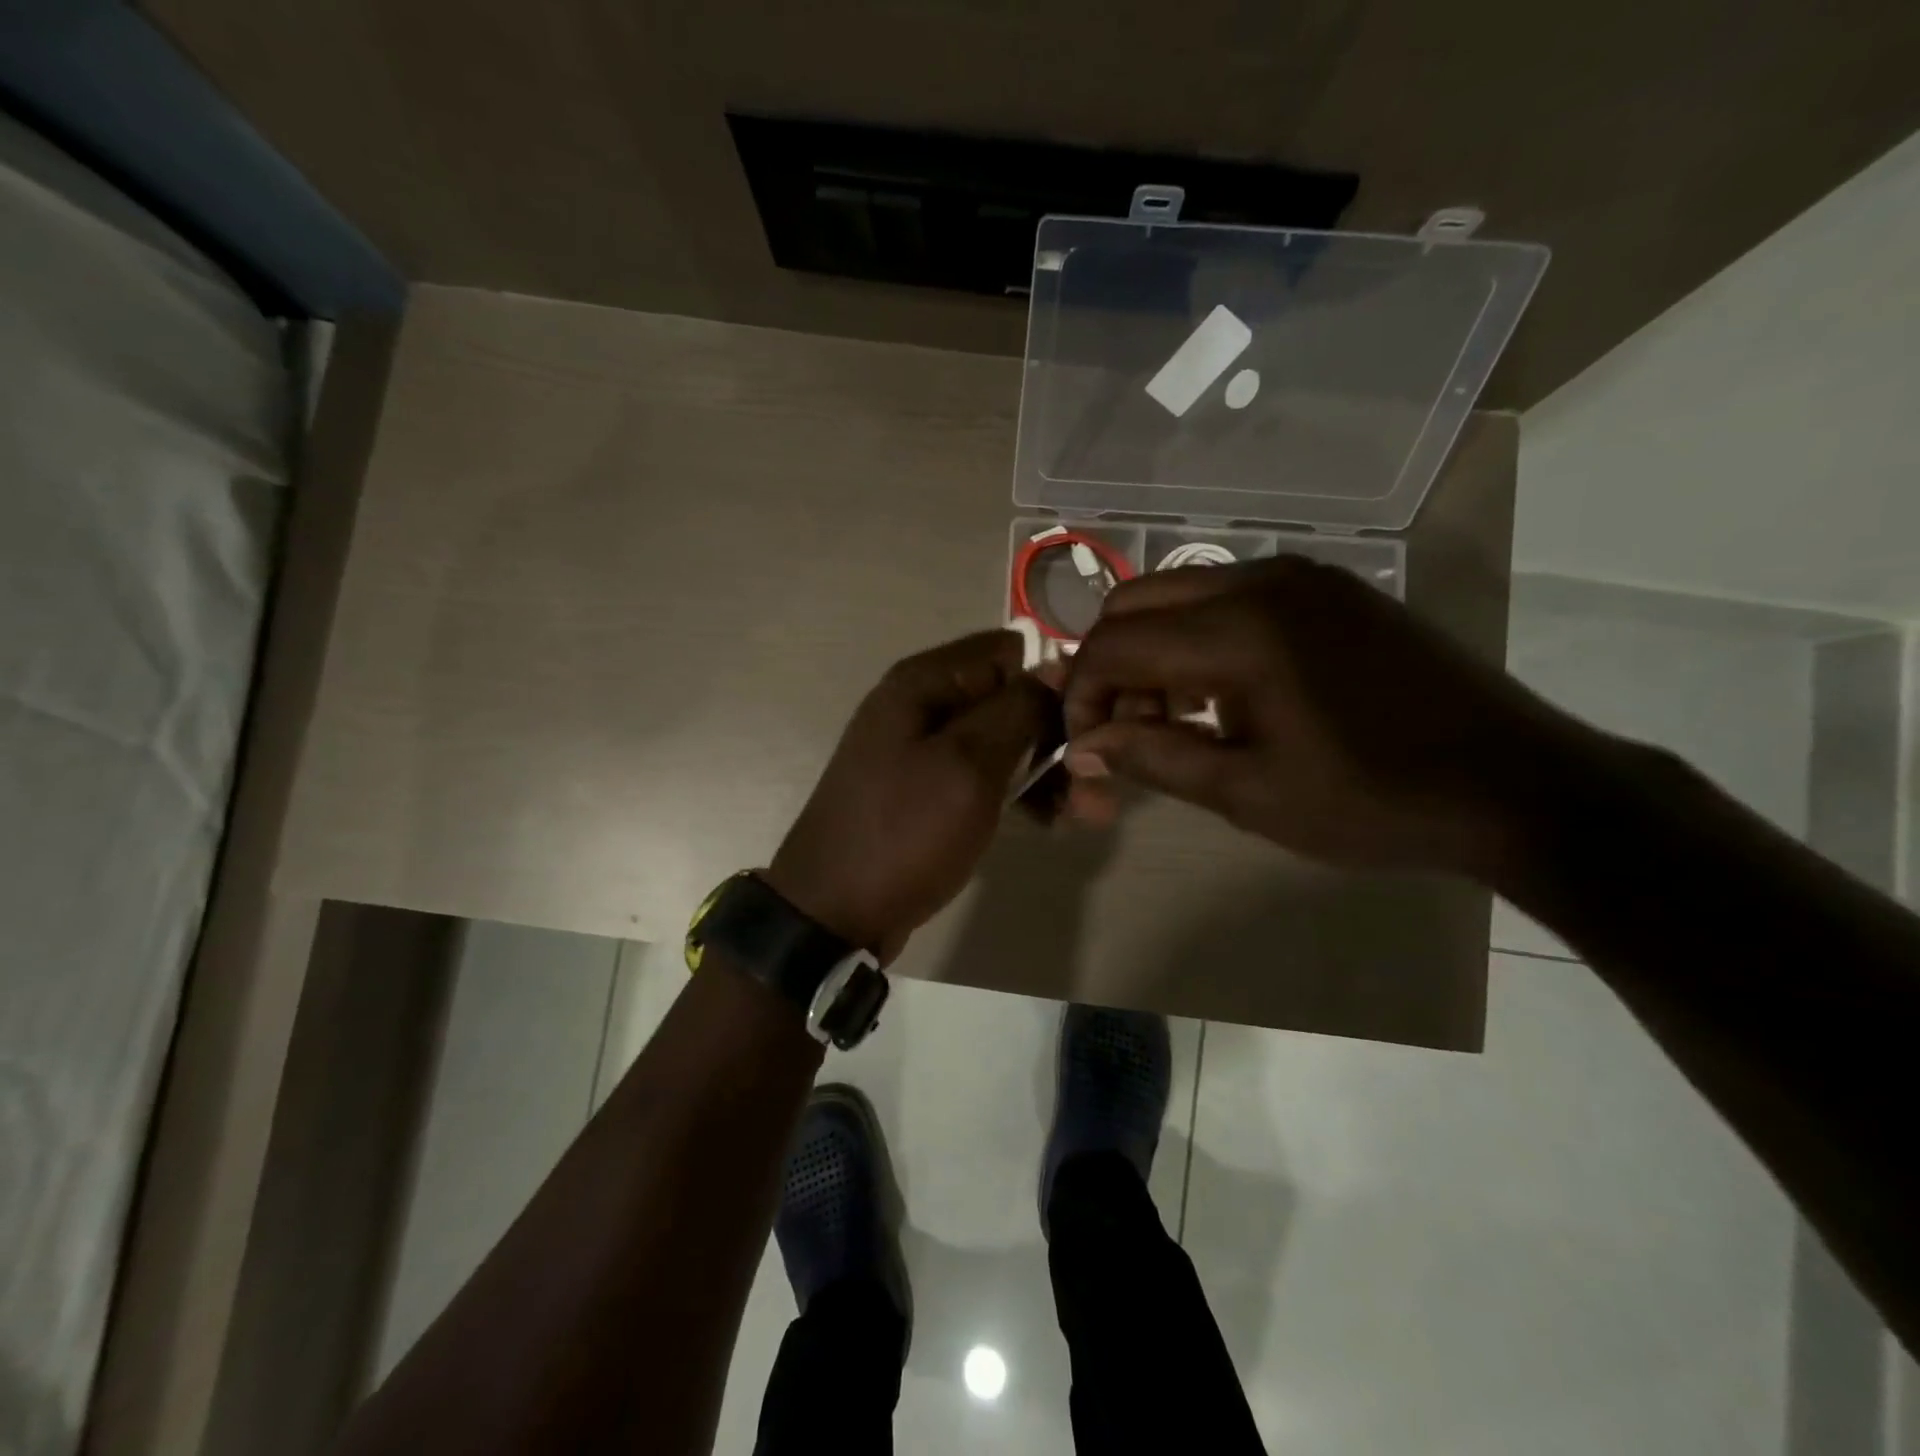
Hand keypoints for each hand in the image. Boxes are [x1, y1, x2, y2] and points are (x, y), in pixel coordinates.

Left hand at [769, 630, 1052, 960]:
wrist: (833, 913)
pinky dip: (1018, 792)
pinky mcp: (928, 789)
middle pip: (1008, 698)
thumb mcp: (968, 765)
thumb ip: (1016, 709)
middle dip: (1055, 737)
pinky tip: (1050, 821)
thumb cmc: (904, 832)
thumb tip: (1056, 664)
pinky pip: (983, 774)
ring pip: (1002, 741)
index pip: (1008, 652)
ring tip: (1085, 816)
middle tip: (1094, 792)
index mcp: (924, 682)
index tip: (1082, 728)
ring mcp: (923, 749)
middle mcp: (922, 704)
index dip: (1051, 682)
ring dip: (1046, 771)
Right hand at [1061, 557, 1585, 874]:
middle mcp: (1261, 581)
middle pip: (1135, 601)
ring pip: (1180, 594)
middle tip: (1124, 730)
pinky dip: (1197, 638)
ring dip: (1152, 650)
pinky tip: (1221, 694)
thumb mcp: (1249, 792)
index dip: (1082, 695)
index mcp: (1239, 632)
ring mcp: (1300, 576)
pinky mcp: (1329, 588)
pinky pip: (1229, 596)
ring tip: (1172, 719)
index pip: (1115, 644)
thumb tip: (1081, 748)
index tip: (1086, 748)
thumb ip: (1153, 758)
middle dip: (1110, 666)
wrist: (1515, 784)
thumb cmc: (1373, 801)